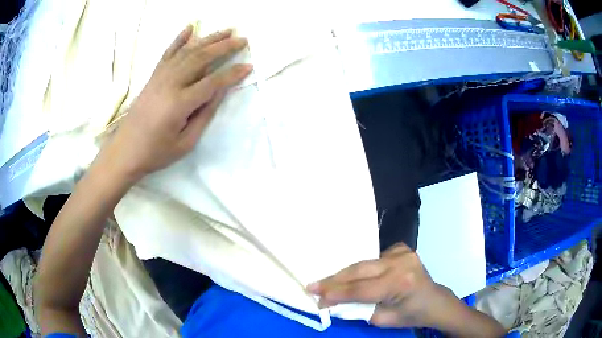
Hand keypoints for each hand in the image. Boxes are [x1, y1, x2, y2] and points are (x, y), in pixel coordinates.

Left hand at [101, 25, 251, 180]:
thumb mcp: (186, 142)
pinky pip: (168, 53)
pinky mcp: (153, 77)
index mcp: (179, 104)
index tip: (248, 66)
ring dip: (208, 39)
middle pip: (201, 58)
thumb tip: (221, 91)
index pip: (212, 82)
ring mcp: (159, 77)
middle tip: (242, 40)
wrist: (125, 151)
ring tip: (226, 31)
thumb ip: (204, 115)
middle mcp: (170, 84)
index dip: (232, 74)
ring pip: (188, 51)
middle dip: (224, 47)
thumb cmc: (156, 153)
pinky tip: (190, 28)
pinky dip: (179, 39)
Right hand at [307, 243, 451, 328]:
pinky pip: (375, 258)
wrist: (435, 301)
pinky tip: (357, 276)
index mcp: (399, 283)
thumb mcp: (383, 319)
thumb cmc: (412, 314)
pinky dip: (363, 269)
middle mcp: (401, 262)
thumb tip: (335, 301)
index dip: (335, 293)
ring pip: (364, 262)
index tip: (314, 296)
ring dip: (346, 274)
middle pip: (359, 270)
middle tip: (313, 286)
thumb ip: (359, 309)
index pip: (360, 289)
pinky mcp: (402, 248)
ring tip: (328, 282)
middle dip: (334, 280)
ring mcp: (402, 252)